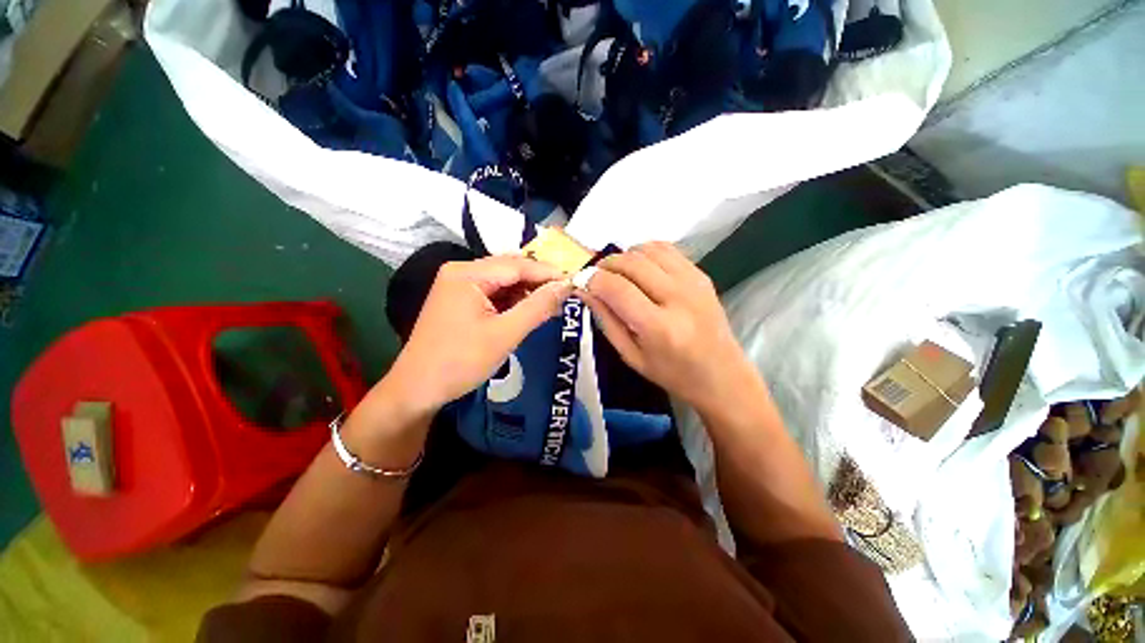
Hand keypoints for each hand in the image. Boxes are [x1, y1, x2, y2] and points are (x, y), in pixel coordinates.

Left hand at [383, 255, 571, 415]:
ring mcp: (459, 285)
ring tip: (551, 305)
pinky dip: (513, 301)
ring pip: (503, 281)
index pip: (517, 265)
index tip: (575, 282)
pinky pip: (494, 293)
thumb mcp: (505, 334)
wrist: (418, 389)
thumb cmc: (461, 361)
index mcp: (468, 274)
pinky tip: (528, 311)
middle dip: (538, 282)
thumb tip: (566, 285)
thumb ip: (538, 307)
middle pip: (510, 269)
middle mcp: (461, 271)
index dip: (548, 273)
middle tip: (565, 295)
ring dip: (527, 292)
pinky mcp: (460, 299)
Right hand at [580, 242, 759, 412]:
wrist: (721, 374)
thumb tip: (584, 290)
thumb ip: (606, 320)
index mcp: (659, 327)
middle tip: (596, 278)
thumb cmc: (672, 373)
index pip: (616, 289)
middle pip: (631, 263)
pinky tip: (640, 270)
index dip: (592, 280)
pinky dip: (645, 253)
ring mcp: (693, 281)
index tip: (581, 283)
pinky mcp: (701, 274)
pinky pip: (665, 249)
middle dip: (605, 265)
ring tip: (618, 275)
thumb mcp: (631, 355)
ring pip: (647, 249)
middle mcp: (678, 297)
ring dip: (625, 257)